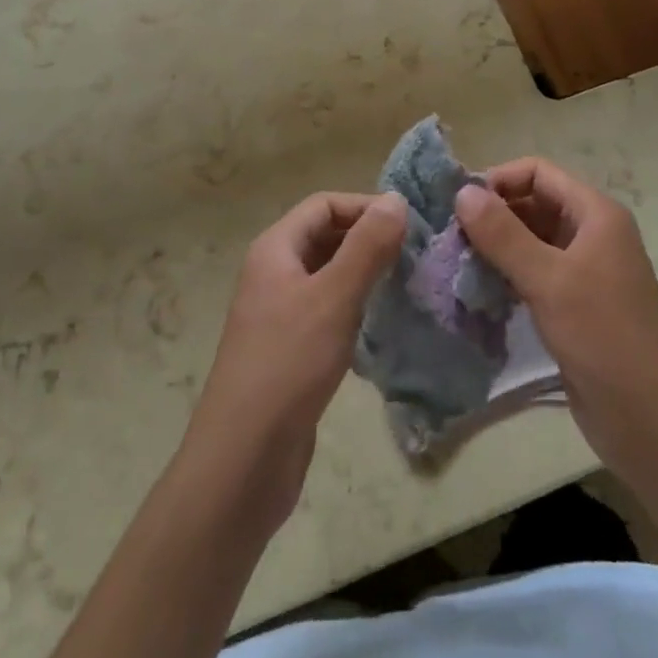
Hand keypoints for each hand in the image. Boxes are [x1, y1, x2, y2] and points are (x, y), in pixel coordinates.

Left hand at [181, 192, 405, 531]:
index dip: (364, 206)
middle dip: (367, 238)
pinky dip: (354, 307)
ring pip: (328, 275)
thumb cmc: (288, 364)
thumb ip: (366, 247)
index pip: (323, 205)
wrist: (243, 458)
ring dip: (364, 274)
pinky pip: (327, 311)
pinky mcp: (290, 350)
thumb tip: (396, 199)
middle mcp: (273, 273)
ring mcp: (279, 313)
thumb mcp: (333, 298)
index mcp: (275, 249)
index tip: (409, 225)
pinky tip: (382, 325)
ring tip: (407, 284)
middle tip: (414, 254)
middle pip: (324, 236)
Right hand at [455, 161, 657, 496]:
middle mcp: (590, 234)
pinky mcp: (574, 306)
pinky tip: (477, 290)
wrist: (654, 424)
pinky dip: (505, 275)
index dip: (498, 180)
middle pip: (533, 204)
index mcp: (595, 214)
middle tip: (449, 238)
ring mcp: (583, 272)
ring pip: (530, 241)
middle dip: (492, 215)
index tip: (457, 206)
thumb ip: (503, 234)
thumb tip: (462, 191)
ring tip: (455, 263)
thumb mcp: (549, 281)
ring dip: (495, 247)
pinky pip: (533, 274)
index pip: (538, 173)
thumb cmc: (605, 339)